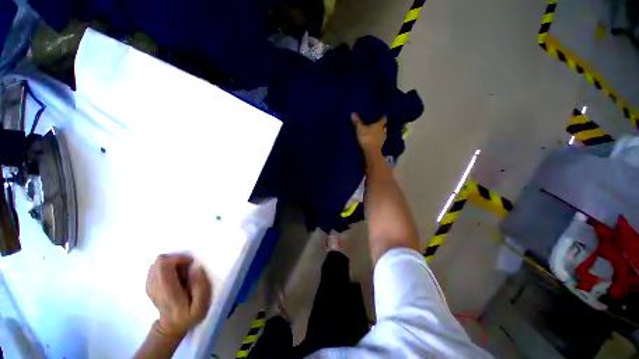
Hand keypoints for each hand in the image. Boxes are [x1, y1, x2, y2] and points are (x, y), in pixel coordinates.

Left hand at [146, 254, 211, 337]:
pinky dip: (165, 267)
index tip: (191, 263)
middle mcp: (155, 287)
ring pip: (156, 263)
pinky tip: (173, 276)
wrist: (171, 327)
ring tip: (180, 273)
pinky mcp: (149, 285)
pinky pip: (155, 268)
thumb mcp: (201, 305)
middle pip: (159, 262)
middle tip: (186, 269)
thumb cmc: (189, 316)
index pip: (164, 266)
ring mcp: (149, 286)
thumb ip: (201, 286)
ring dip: (171, 263)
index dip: (178, 258)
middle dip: (175, 259)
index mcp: (168, 293)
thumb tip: (196, 268)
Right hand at [352, 113, 386, 155]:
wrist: (371, 151)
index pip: (384, 119)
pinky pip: (381, 141)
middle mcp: (382, 131)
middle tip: (379, 126)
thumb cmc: (367, 137)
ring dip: (382, 133)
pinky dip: (379, 140)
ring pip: (384, 134)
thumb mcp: (360, 129)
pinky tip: (376, 141)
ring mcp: (383, 139)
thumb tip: (352, 113)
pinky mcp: (381, 145)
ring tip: (377, 133)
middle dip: (382, 126)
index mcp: (379, 125)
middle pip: (385, 127)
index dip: (383, 118)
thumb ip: (357, 122)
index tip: (383, 116)